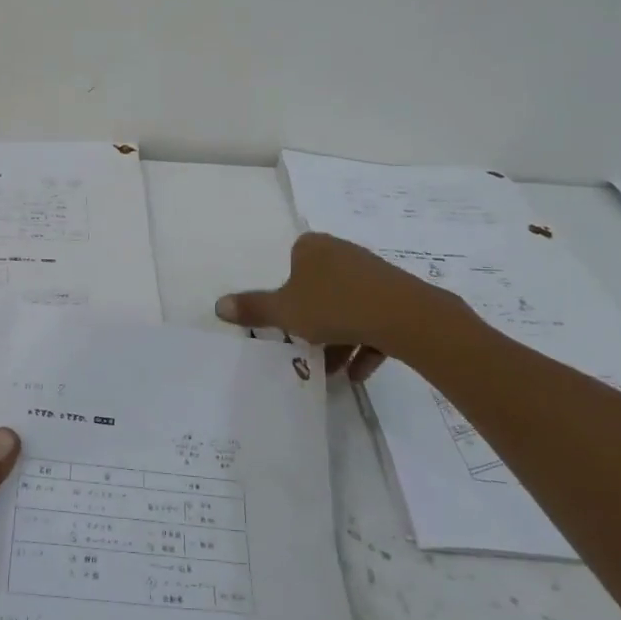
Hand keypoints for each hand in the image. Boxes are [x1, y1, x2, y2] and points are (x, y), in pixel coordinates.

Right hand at [214, 232, 472, 380]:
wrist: (403, 316)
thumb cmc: (333, 306)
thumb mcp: (284, 312)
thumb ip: (253, 308)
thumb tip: (217, 305)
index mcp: (312, 247)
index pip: (291, 266)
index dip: (286, 296)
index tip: (287, 322)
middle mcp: (342, 251)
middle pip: (318, 289)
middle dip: (313, 323)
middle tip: (307, 349)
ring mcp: (372, 272)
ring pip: (347, 306)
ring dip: (338, 339)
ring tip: (334, 371)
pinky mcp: (396, 293)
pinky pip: (373, 318)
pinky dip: (364, 343)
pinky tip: (359, 372)